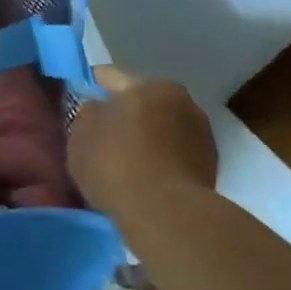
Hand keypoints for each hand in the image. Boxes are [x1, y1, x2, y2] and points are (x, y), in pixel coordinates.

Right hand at [68, 68, 218, 213]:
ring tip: (122, 163)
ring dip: (145, 140)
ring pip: (161, 130)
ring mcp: (201, 136)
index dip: (91, 85)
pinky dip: (159, 161)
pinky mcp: (211, 168)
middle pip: (142, 103)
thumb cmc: (116, 163)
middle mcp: (182, 102)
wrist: (165, 213)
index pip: (111, 76)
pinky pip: (174, 156)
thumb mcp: (81, 135)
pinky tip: (142, 179)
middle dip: (123, 115)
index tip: (80, 99)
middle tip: (100, 135)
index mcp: (149, 86)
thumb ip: (87, 114)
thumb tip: (97, 110)